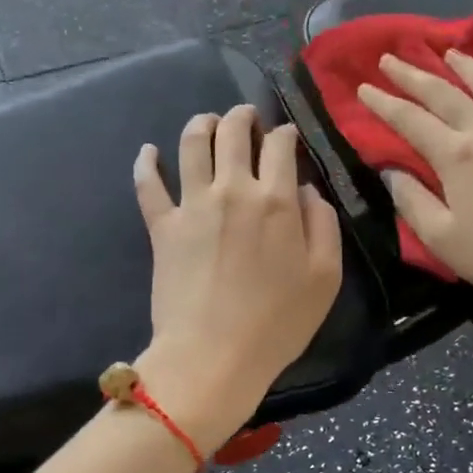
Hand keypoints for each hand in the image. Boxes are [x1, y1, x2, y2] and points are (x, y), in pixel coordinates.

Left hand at [133, 105, 342, 442]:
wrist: (213, 356)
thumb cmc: (277, 323)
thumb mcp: (325, 277)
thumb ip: (323, 225)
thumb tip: (307, 191)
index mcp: (275, 200)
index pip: (280, 145)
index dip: (285, 133)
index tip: (287, 137)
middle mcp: (232, 190)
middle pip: (233, 132)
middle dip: (243, 117)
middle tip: (247, 118)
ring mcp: (192, 205)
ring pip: (192, 144)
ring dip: (202, 124)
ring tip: (208, 121)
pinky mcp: (162, 226)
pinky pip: (148, 185)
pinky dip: (146, 163)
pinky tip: (148, 151)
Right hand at [357, 52, 472, 308]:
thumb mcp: (443, 239)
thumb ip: (411, 201)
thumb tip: (391, 171)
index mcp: (456, 156)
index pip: (410, 120)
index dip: (383, 103)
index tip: (364, 87)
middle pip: (443, 94)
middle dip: (412, 75)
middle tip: (389, 58)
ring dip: (463, 66)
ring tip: (446, 52)